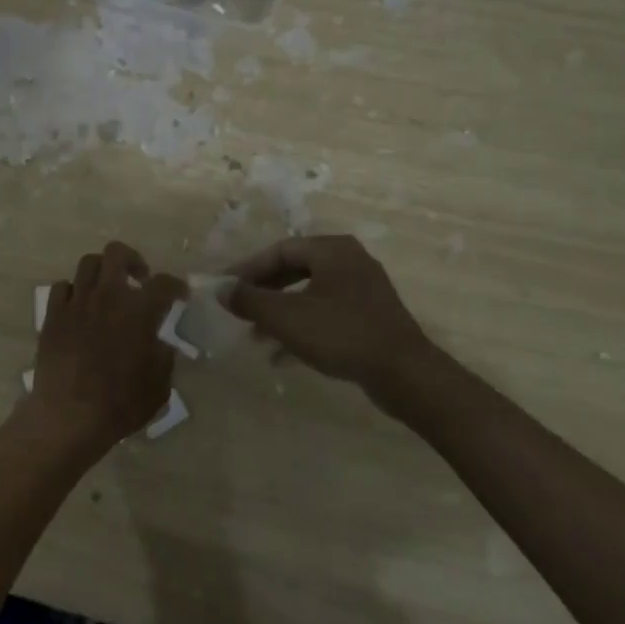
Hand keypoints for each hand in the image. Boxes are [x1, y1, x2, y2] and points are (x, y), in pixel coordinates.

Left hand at [26, 241, 186, 457]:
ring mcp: (76, 302)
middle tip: (139, 280)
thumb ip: (163, 357)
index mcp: (138, 311)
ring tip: (108, 290)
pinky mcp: (52, 315)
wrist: (68, 416)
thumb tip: (160, 344)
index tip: (179, 295)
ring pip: (88, 263)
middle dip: (133, 261)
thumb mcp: (158, 386)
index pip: (164, 284)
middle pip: (117, 254)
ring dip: (103, 272)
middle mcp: (107, 296)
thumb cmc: (119, 404)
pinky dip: (74, 291)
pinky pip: (62, 287)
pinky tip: (79, 307)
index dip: (176, 286)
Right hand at [225, 235, 445, 397]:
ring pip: (309, 295)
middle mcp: (350, 262)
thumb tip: (220, 289)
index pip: (279, 250)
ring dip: (279, 314)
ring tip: (254, 337)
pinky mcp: (369, 319)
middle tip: (238, 309)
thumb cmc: (341, 333)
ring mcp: (363, 291)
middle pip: (294, 270)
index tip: (225, 287)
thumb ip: (249, 300)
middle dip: (263, 293)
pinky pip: (325, 316)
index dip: (247, 269)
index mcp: (332, 250)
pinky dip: (301, 330)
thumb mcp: (286, 316)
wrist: (404, 374)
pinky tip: (280, 356)